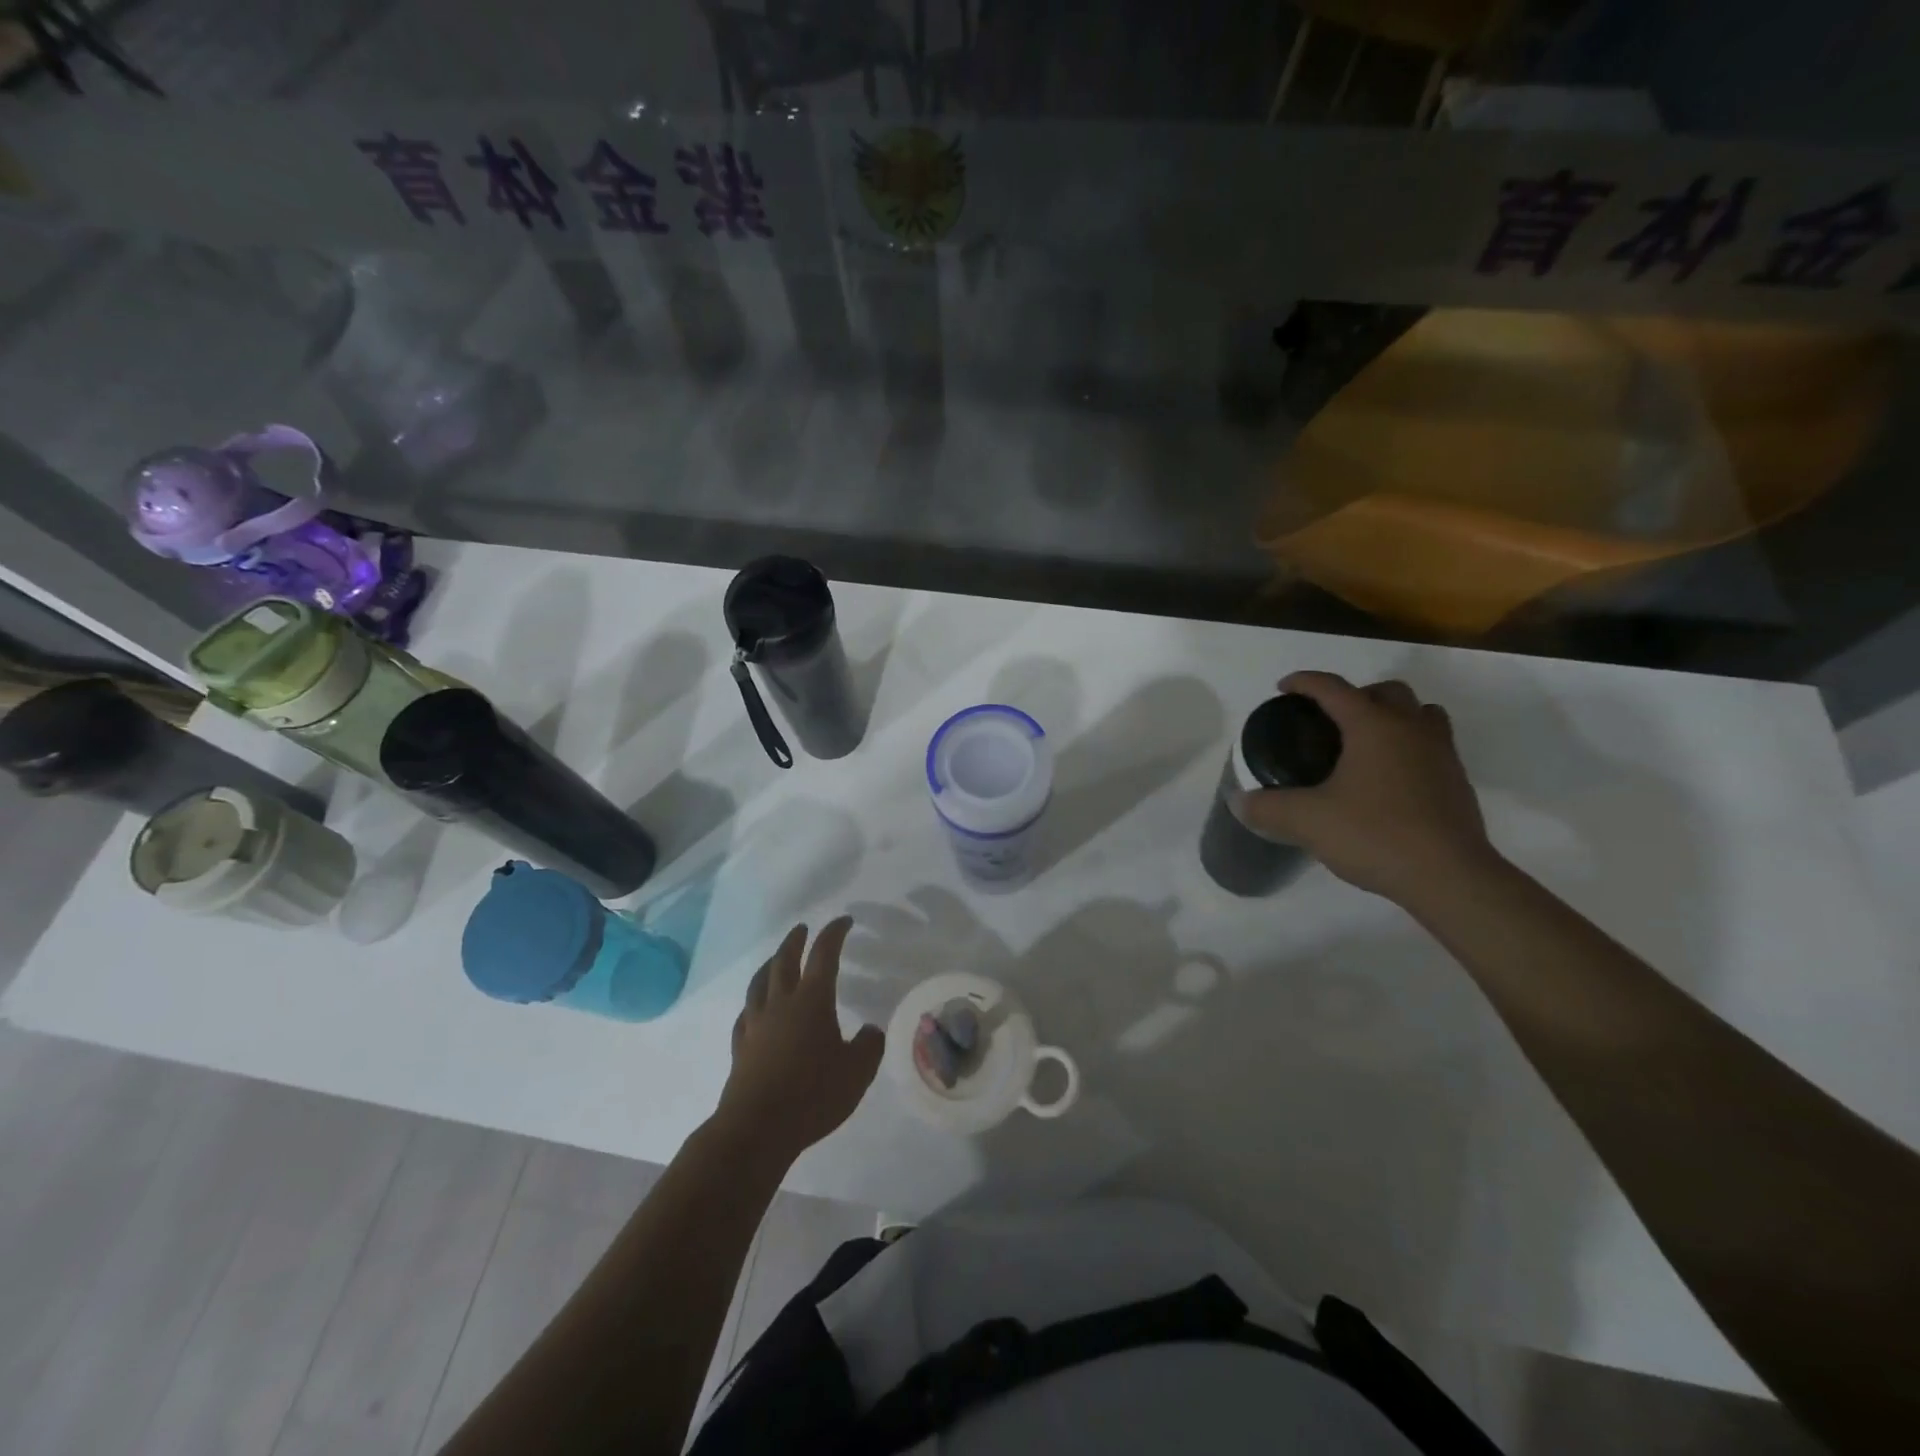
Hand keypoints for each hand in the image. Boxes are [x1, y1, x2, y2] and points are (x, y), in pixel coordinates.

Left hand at [714, 917, 883, 1168]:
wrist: (758, 1127)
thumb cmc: (813, 1094)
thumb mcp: (858, 1072)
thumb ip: (869, 1046)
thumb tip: (870, 1030)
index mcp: (813, 1000)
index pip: (825, 955)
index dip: (834, 933)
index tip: (844, 921)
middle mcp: (781, 1003)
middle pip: (785, 961)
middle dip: (795, 941)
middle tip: (802, 929)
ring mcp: (756, 1024)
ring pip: (760, 983)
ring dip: (770, 964)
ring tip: (776, 959)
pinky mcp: (741, 1047)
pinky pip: (745, 1014)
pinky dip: (753, 1003)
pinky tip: (754, 1009)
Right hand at [1235, 671, 1497, 904]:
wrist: (1450, 877)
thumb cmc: (1375, 835)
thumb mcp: (1307, 822)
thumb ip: (1268, 808)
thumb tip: (1239, 801)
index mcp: (1373, 725)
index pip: (1333, 688)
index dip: (1304, 682)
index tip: (1283, 688)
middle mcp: (1411, 729)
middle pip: (1386, 691)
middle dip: (1355, 696)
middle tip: (1329, 720)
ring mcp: (1441, 754)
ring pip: (1420, 714)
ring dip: (1393, 717)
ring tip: (1365, 744)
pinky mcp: (1457, 782)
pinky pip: (1432, 746)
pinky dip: (1409, 748)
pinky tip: (1388, 780)